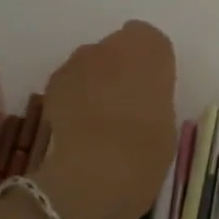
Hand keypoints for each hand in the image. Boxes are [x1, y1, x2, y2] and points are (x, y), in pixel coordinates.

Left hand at [32, 20, 176, 218]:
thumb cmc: (144, 151)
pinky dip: (74, 98)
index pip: (153, 43)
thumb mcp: (166, 126)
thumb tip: (142, 100)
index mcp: (151, 50)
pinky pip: (71, 83)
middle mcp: (113, 44)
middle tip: (126, 107)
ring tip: (99, 122)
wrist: (91, 175)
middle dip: (122, 70)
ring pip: (93, 64)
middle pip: (120, 49)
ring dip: (96, 82)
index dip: (152, 66)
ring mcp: (79, 61)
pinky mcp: (52, 83)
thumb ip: (154, 100)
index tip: (153, 93)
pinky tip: (78, 129)